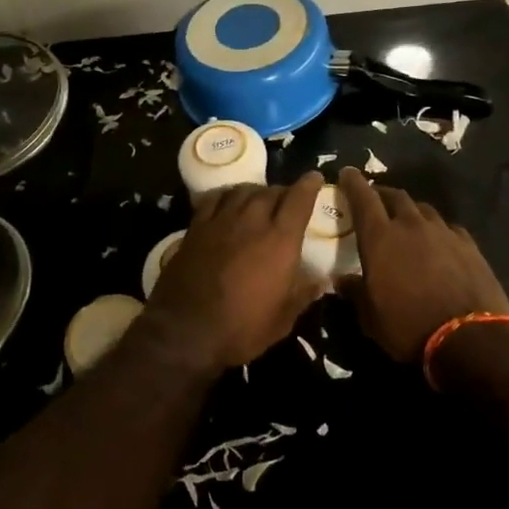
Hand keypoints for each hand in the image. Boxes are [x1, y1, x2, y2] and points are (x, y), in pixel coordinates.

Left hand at [144, 173, 323, 372]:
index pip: (298, 200)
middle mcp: (252, 222)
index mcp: (280, 241)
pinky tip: (227, 201)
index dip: (308, 186)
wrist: (186, 330)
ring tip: (258, 198)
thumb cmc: (241, 329)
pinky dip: (226, 195)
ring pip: (242, 191)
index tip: (314, 177)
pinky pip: (214, 199)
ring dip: (255, 191)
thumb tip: (322, 281)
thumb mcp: (282, 320)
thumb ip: (303, 295)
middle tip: (286, 200)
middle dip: (282, 192)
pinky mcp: (196, 227)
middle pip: (270, 192)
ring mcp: (221, 221)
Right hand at [336, 167, 508, 361]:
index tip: (347, 173)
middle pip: (396, 196)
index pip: (363, 198)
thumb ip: (354, 292)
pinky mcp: (469, 245)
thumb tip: (342, 280)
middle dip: (382, 195)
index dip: (353, 183)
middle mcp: (411, 225)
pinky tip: (439, 243)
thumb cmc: (408, 327)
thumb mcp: (370, 317)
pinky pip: (448, 228)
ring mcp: (444, 232)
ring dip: (411, 212)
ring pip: (423, 209)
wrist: (470, 340)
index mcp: (380, 238)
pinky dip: (438, 231)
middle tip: (376, 201)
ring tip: (407, 222)